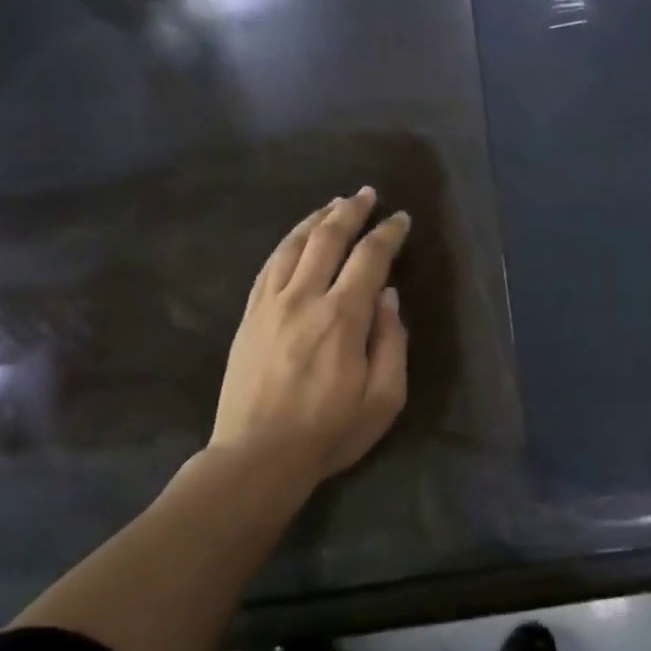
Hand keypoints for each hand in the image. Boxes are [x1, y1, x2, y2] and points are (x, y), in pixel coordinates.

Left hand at [212, 187, 410, 483]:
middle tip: (366, 194)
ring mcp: (270, 305)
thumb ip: (392, 343)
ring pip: (293, 245)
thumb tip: (389, 297)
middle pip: (327, 238)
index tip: (401, 219)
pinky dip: (286, 243)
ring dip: (316, 219)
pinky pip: (268, 266)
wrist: (257, 457)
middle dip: (350, 211)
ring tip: (333, 204)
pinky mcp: (249, 317)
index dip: (388, 233)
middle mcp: (304, 299)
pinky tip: (296, 238)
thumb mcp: (384, 399)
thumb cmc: (329, 432)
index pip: (370, 258)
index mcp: (342, 318)